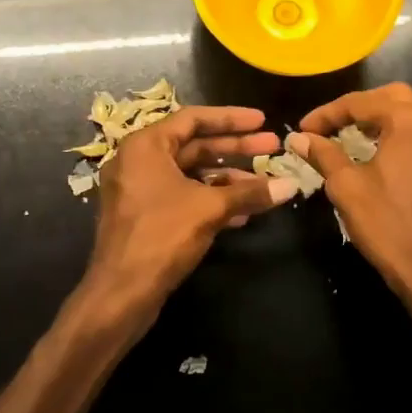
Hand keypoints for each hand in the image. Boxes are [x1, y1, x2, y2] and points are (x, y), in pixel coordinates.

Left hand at [81, 105, 296, 325]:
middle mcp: (138, 161)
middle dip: (235, 148)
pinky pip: (182, 196)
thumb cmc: (161, 236)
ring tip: (264, 184)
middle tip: (273, 148)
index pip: (193, 118)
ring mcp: (139, 190)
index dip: (231, 118)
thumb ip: (249, 192)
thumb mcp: (209, 209)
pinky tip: (243, 212)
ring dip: (227, 178)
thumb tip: (291, 185)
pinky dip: (211, 199)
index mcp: (145, 146)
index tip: (262, 120)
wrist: (120, 294)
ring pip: (190, 174)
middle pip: (194, 145)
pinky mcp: (145, 216)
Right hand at [292, 84, 411, 336]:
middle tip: (333, 125)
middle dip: (359, 107)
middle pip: (393, 96)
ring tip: (357, 135)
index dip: (327, 114)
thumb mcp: (347, 187)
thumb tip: (299, 138)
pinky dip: (407, 132)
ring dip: (385, 117)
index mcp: (410, 120)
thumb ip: (323, 154)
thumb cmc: (389, 227)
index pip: (360, 103)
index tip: (304, 129)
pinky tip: (389, 153)